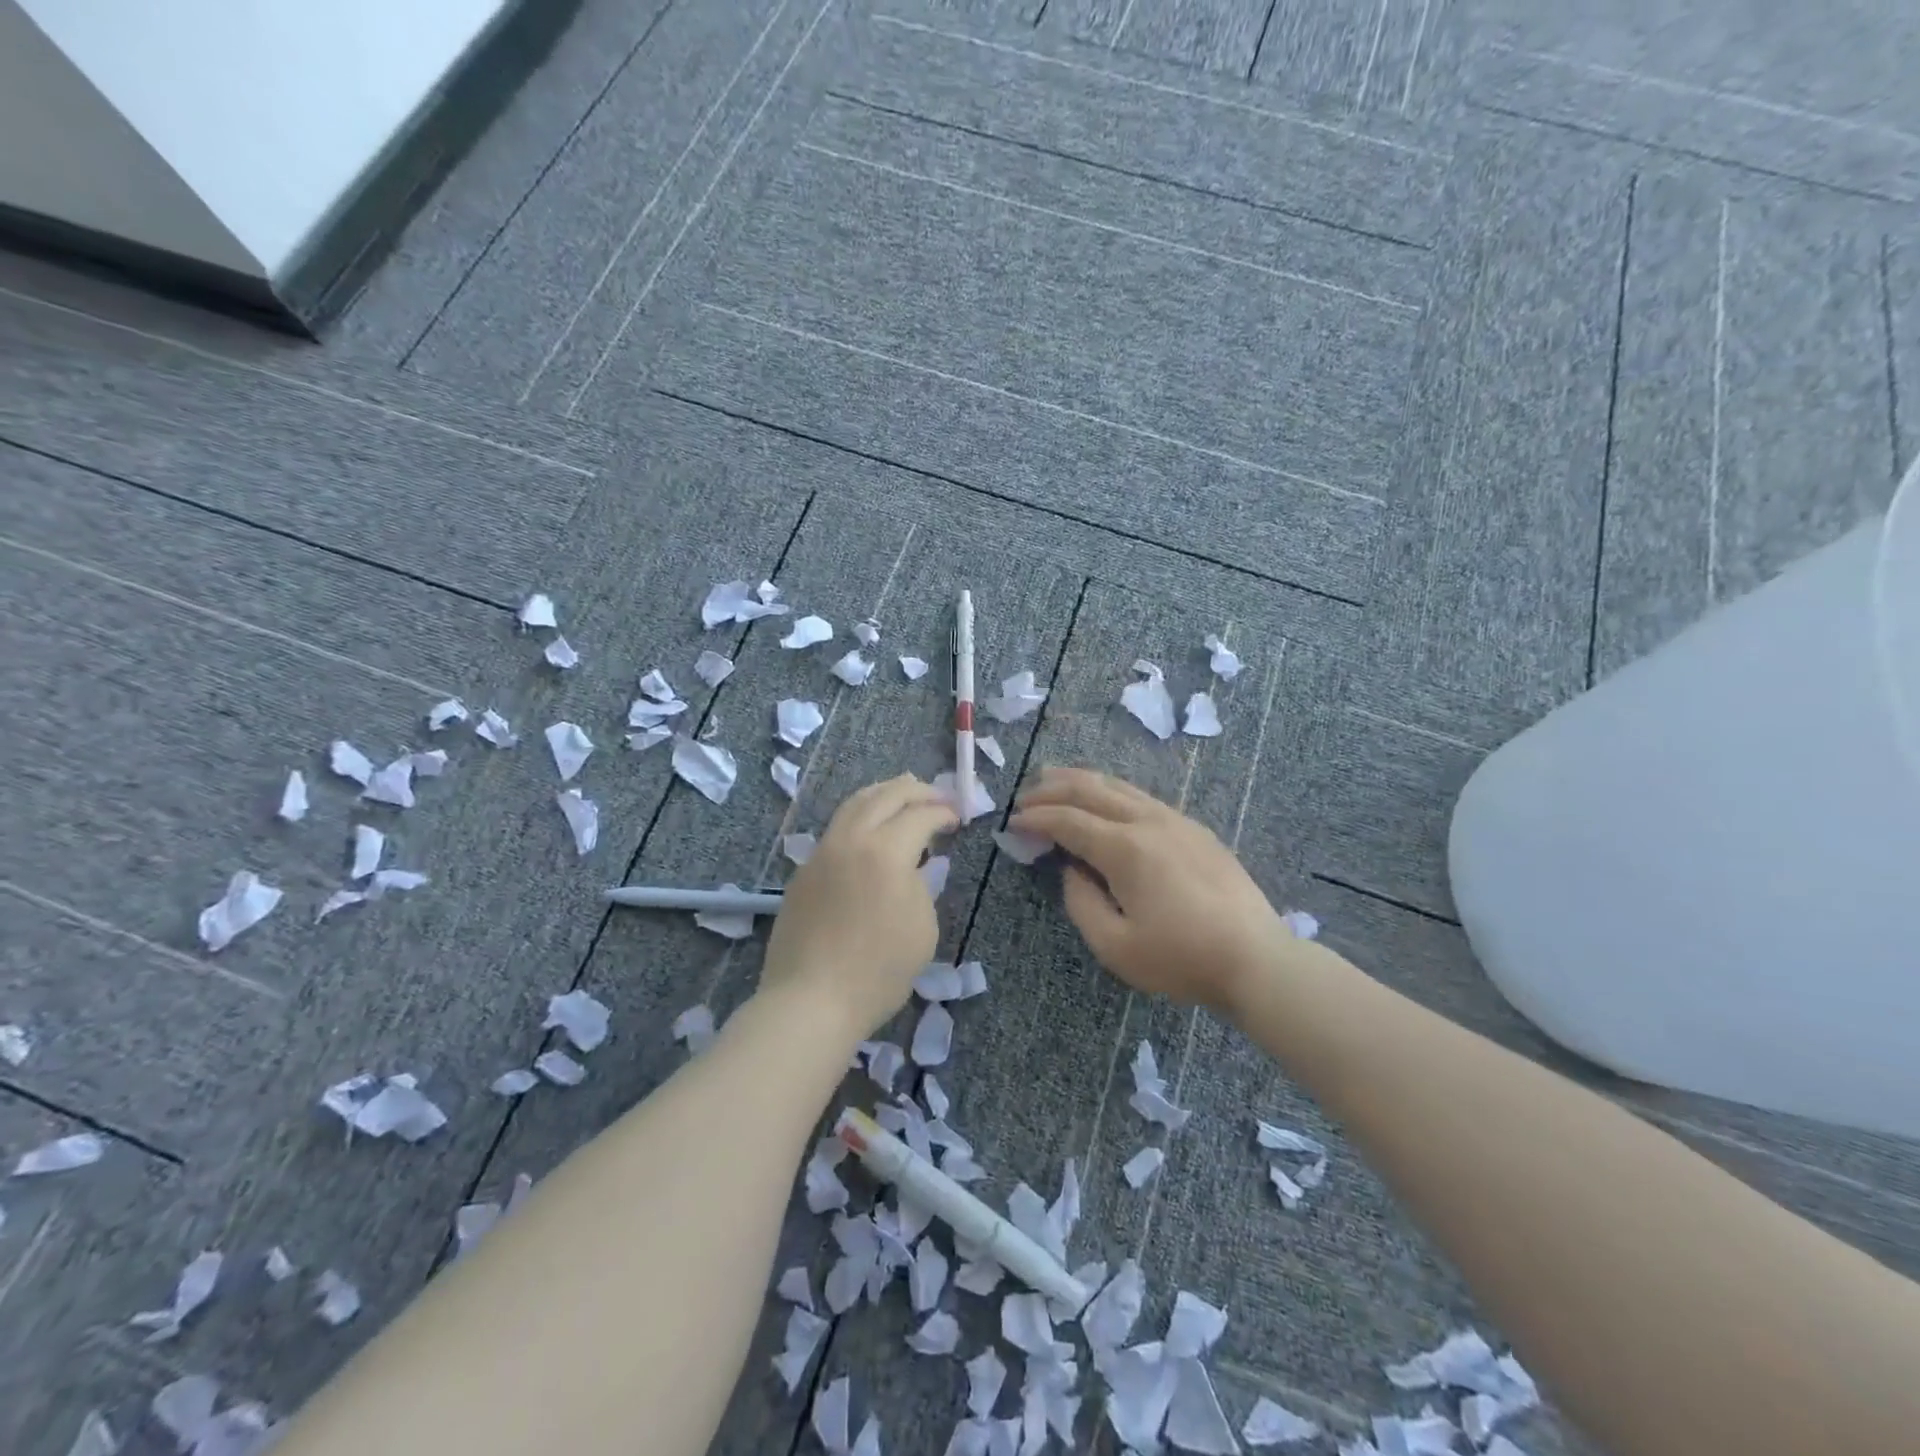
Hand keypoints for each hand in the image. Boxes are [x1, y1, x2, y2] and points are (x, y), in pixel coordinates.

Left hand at [761, 775, 957, 1036]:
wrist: (810, 1000)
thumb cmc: (877, 971)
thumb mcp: (922, 928)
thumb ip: (921, 885)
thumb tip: (912, 866)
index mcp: (885, 851)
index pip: (920, 815)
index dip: (943, 812)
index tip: (958, 818)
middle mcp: (851, 840)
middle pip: (885, 795)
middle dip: (916, 790)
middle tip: (937, 796)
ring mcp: (822, 852)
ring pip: (854, 804)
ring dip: (883, 794)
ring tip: (902, 796)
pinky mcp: (804, 870)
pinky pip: (836, 828)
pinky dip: (860, 816)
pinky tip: (870, 830)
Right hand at [1011, 766, 1296, 1008]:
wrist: (1257, 960)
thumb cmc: (1181, 959)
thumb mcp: (1115, 946)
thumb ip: (1081, 902)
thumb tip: (1072, 869)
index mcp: (1125, 848)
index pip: (1068, 820)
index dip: (1036, 818)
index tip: (1011, 823)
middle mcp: (1148, 821)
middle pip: (1091, 789)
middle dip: (1052, 787)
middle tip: (1024, 795)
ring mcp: (1176, 820)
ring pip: (1118, 786)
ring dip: (1081, 781)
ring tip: (1054, 781)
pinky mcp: (1194, 829)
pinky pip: (1141, 797)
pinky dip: (1110, 791)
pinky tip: (1104, 801)